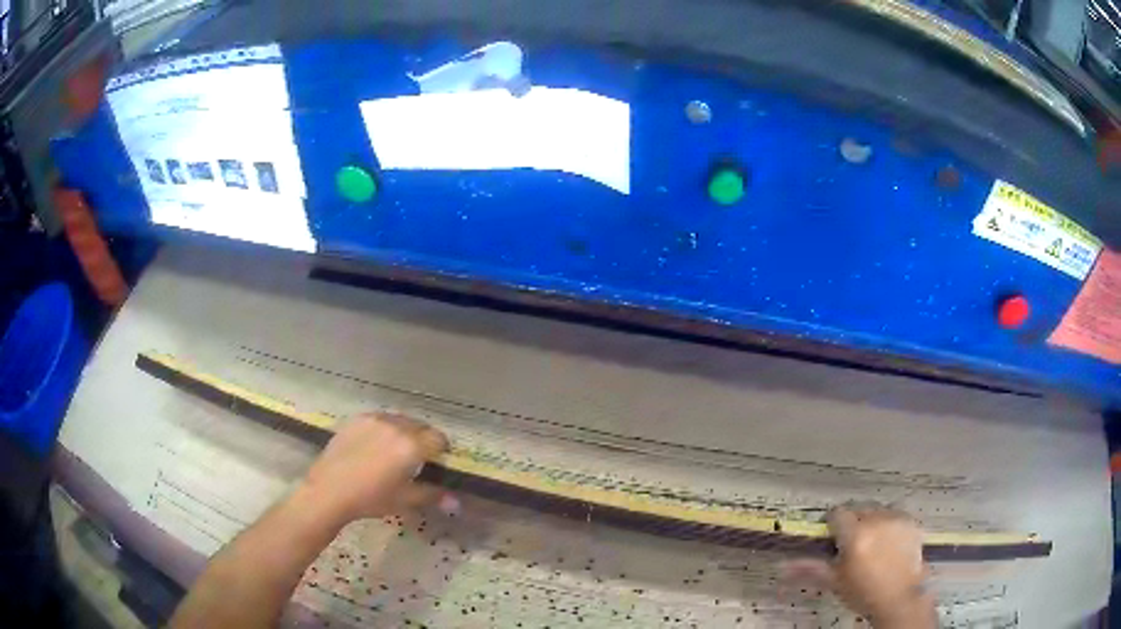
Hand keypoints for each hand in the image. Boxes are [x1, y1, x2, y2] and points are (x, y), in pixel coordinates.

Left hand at [295, 413, 451, 528]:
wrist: (329, 490)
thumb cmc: (371, 498)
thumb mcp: (405, 500)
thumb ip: (433, 496)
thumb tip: (456, 502)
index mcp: (411, 446)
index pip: (439, 439)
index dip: (442, 451)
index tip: (437, 464)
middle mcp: (396, 426)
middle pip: (420, 427)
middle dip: (423, 441)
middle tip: (416, 460)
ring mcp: (375, 420)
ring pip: (400, 421)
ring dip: (405, 433)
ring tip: (394, 452)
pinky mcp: (357, 419)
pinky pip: (380, 420)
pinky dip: (385, 430)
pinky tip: (374, 447)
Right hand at [784, 505, 935, 627]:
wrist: (899, 598)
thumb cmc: (863, 593)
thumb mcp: (835, 581)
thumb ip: (810, 569)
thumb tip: (782, 566)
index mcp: (855, 534)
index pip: (837, 513)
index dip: (833, 525)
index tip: (833, 538)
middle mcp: (876, 520)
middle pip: (858, 510)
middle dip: (853, 523)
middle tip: (853, 546)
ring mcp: (896, 519)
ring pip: (877, 511)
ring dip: (871, 522)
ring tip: (873, 544)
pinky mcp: (911, 521)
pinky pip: (895, 514)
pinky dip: (889, 524)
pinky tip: (889, 543)